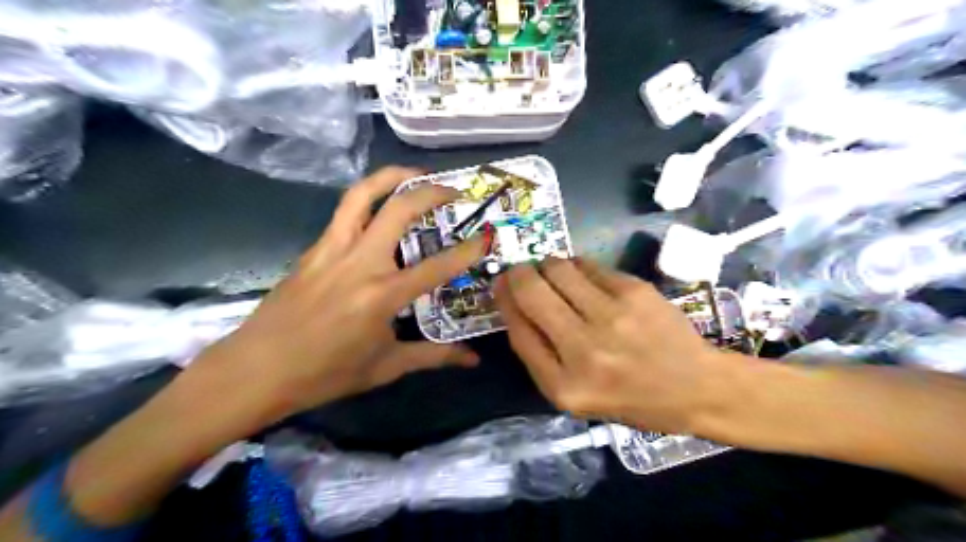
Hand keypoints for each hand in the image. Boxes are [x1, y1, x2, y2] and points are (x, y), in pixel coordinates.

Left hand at [198, 168, 486, 420]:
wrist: (256, 370)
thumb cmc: (325, 373)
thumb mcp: (386, 367)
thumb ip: (433, 356)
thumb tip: (472, 359)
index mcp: (382, 295)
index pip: (437, 266)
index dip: (468, 250)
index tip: (486, 236)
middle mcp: (360, 263)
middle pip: (398, 209)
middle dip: (431, 192)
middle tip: (453, 190)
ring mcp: (332, 250)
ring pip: (361, 195)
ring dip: (391, 176)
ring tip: (415, 173)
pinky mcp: (313, 249)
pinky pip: (344, 212)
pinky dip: (367, 199)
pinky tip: (379, 210)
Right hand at [498, 257, 739, 433]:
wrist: (695, 387)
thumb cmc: (630, 397)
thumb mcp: (574, 395)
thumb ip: (539, 355)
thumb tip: (514, 303)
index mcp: (564, 386)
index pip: (518, 329)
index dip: (504, 299)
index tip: (500, 284)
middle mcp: (584, 350)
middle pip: (532, 292)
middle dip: (518, 274)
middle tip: (521, 272)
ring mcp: (612, 317)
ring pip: (557, 269)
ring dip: (546, 266)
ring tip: (552, 273)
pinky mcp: (634, 291)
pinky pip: (587, 264)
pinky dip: (576, 266)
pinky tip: (582, 276)